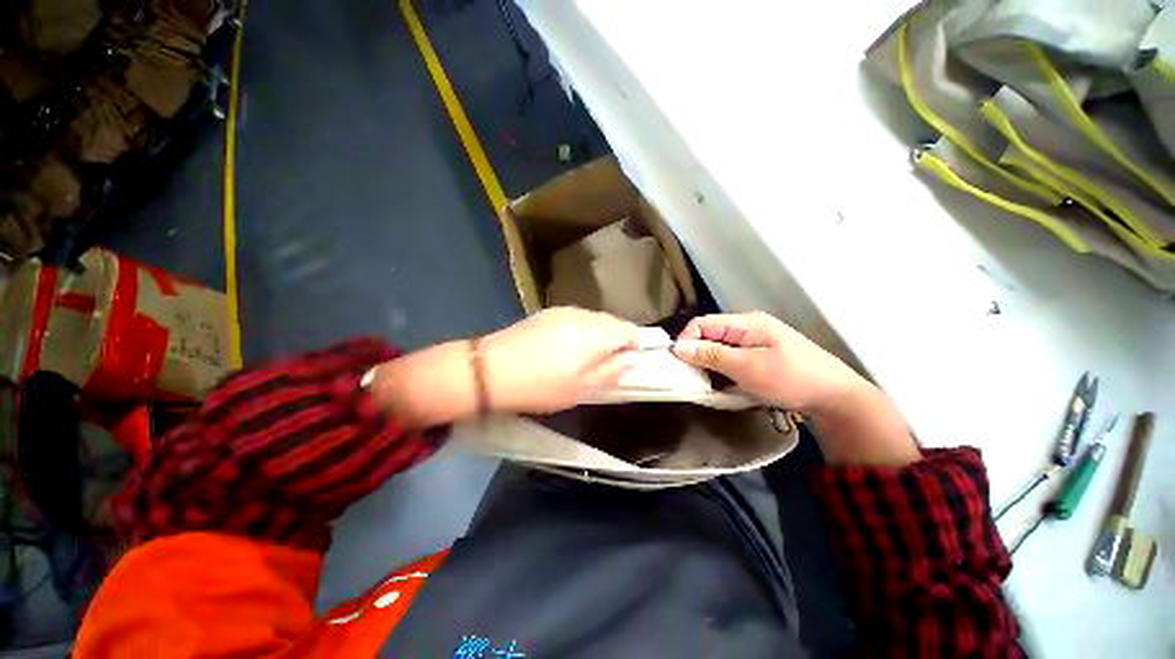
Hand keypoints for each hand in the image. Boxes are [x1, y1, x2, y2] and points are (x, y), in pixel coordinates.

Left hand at [481, 307, 640, 413]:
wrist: (491, 370)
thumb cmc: (542, 385)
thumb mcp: (583, 388)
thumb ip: (613, 371)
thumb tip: (634, 358)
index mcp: (597, 333)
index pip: (630, 330)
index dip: (637, 344)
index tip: (633, 360)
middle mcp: (584, 315)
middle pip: (612, 323)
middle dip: (617, 340)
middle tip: (610, 364)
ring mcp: (564, 311)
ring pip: (593, 320)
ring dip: (598, 335)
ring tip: (587, 358)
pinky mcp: (547, 313)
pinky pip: (576, 319)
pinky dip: (581, 331)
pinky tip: (567, 348)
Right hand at [671, 311, 865, 414]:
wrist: (837, 399)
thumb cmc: (791, 379)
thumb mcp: (747, 368)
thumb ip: (712, 355)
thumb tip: (679, 347)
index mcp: (746, 323)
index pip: (703, 323)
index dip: (686, 339)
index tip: (678, 363)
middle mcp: (749, 328)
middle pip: (711, 335)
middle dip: (697, 354)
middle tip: (692, 378)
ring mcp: (757, 342)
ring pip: (720, 349)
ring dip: (710, 365)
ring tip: (706, 384)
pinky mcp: (762, 357)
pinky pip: (732, 360)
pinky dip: (723, 371)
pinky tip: (724, 385)